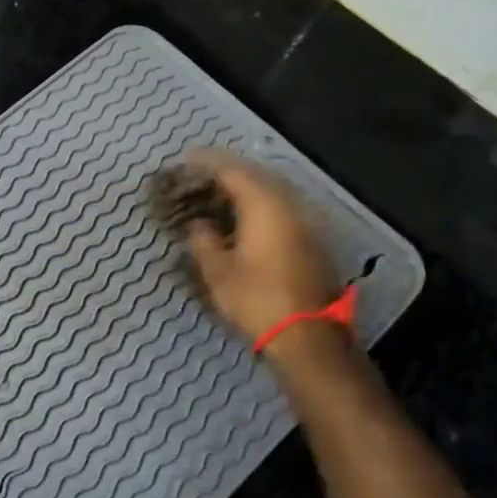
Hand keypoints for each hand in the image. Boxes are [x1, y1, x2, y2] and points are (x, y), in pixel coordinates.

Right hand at [179, 151, 342, 347]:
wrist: (308, 336)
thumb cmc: (257, 300)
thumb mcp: (218, 272)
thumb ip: (203, 241)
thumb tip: (197, 224)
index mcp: (264, 205)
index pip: (231, 170)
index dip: (205, 163)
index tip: (183, 161)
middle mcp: (289, 204)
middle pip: (256, 174)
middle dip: (226, 171)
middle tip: (199, 177)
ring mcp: (306, 221)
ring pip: (272, 190)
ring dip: (245, 188)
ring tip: (218, 195)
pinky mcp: (312, 239)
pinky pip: (282, 207)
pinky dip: (259, 204)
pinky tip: (244, 218)